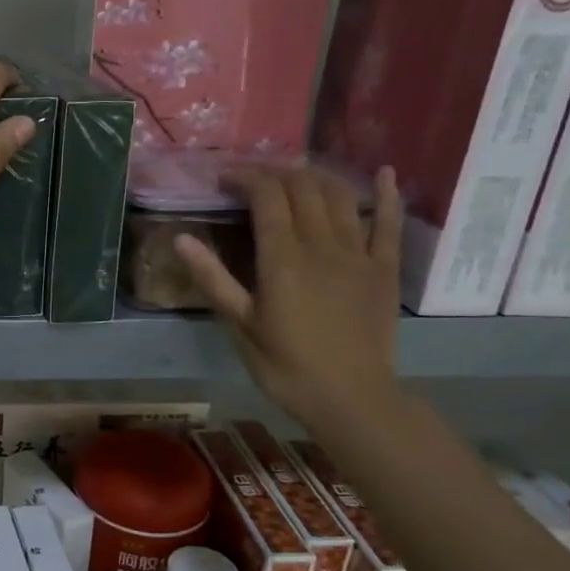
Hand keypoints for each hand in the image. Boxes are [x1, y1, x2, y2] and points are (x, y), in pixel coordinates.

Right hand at [176, 165, 404, 429]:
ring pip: (340, 196)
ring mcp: (358, 253)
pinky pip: (388, 222)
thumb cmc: (286, 366)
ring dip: (316, 176)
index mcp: (283, 258)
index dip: (245, 177)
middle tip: (252, 176)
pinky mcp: (384, 268)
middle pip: (302, 187)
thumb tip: (181, 239)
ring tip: (294, 174)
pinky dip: (387, 194)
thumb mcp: (240, 325)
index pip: (266, 196)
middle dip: (275, 172)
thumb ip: (213, 278)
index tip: (223, 178)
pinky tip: (385, 173)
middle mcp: (322, 245)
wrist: (351, 398)